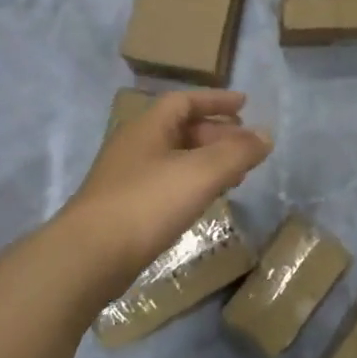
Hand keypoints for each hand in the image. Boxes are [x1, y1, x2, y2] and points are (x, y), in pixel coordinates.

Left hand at [62, 90, 271, 287]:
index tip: (246, 105)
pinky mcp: (126, 208)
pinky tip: (205, 200)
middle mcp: (135, 146)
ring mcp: (127, 178)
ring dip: (207, 160)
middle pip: (181, 129)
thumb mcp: (201, 173)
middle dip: (217, 133)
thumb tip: (266, 135)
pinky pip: (167, 183)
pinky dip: (193, 183)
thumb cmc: (147, 204)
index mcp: (148, 127)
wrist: (90, 256)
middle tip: (246, 146)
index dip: (217, 100)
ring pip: (175, 158)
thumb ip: (237, 152)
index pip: (185, 101)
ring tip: (236, 174)